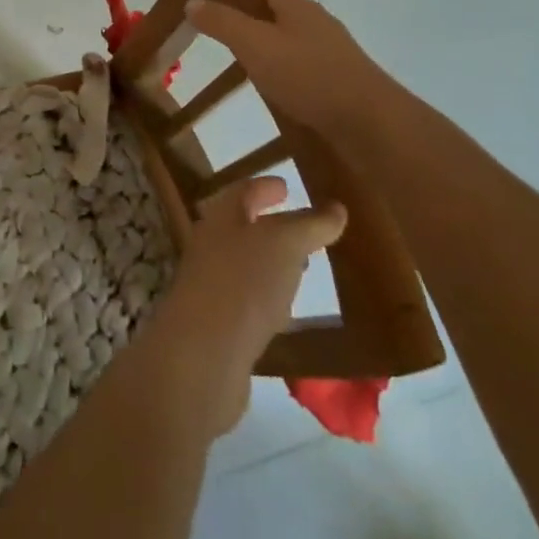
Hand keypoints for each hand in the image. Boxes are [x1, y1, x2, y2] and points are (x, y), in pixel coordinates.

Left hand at [146, 177, 346, 437]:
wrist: (203, 353)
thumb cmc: (243, 284)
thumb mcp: (284, 244)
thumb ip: (309, 225)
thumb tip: (335, 208)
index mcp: (221, 219)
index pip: (242, 192)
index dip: (264, 186)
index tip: (285, 185)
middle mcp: (211, 247)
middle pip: (240, 227)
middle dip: (269, 224)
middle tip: (302, 227)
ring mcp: (211, 285)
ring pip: (245, 264)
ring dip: (270, 262)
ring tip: (302, 266)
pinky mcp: (219, 324)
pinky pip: (248, 301)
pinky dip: (269, 297)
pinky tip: (287, 311)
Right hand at [186, 0, 399, 137]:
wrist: (370, 122)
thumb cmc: (308, 74)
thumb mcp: (253, 44)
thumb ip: (221, 22)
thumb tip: (191, 0)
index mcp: (296, 5)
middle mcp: (317, 21)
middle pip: (285, 5)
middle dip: (258, 10)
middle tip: (226, 25)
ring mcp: (334, 51)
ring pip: (297, 36)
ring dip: (274, 41)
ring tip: (246, 57)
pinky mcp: (341, 80)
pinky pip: (308, 64)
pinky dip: (290, 68)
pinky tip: (277, 86)